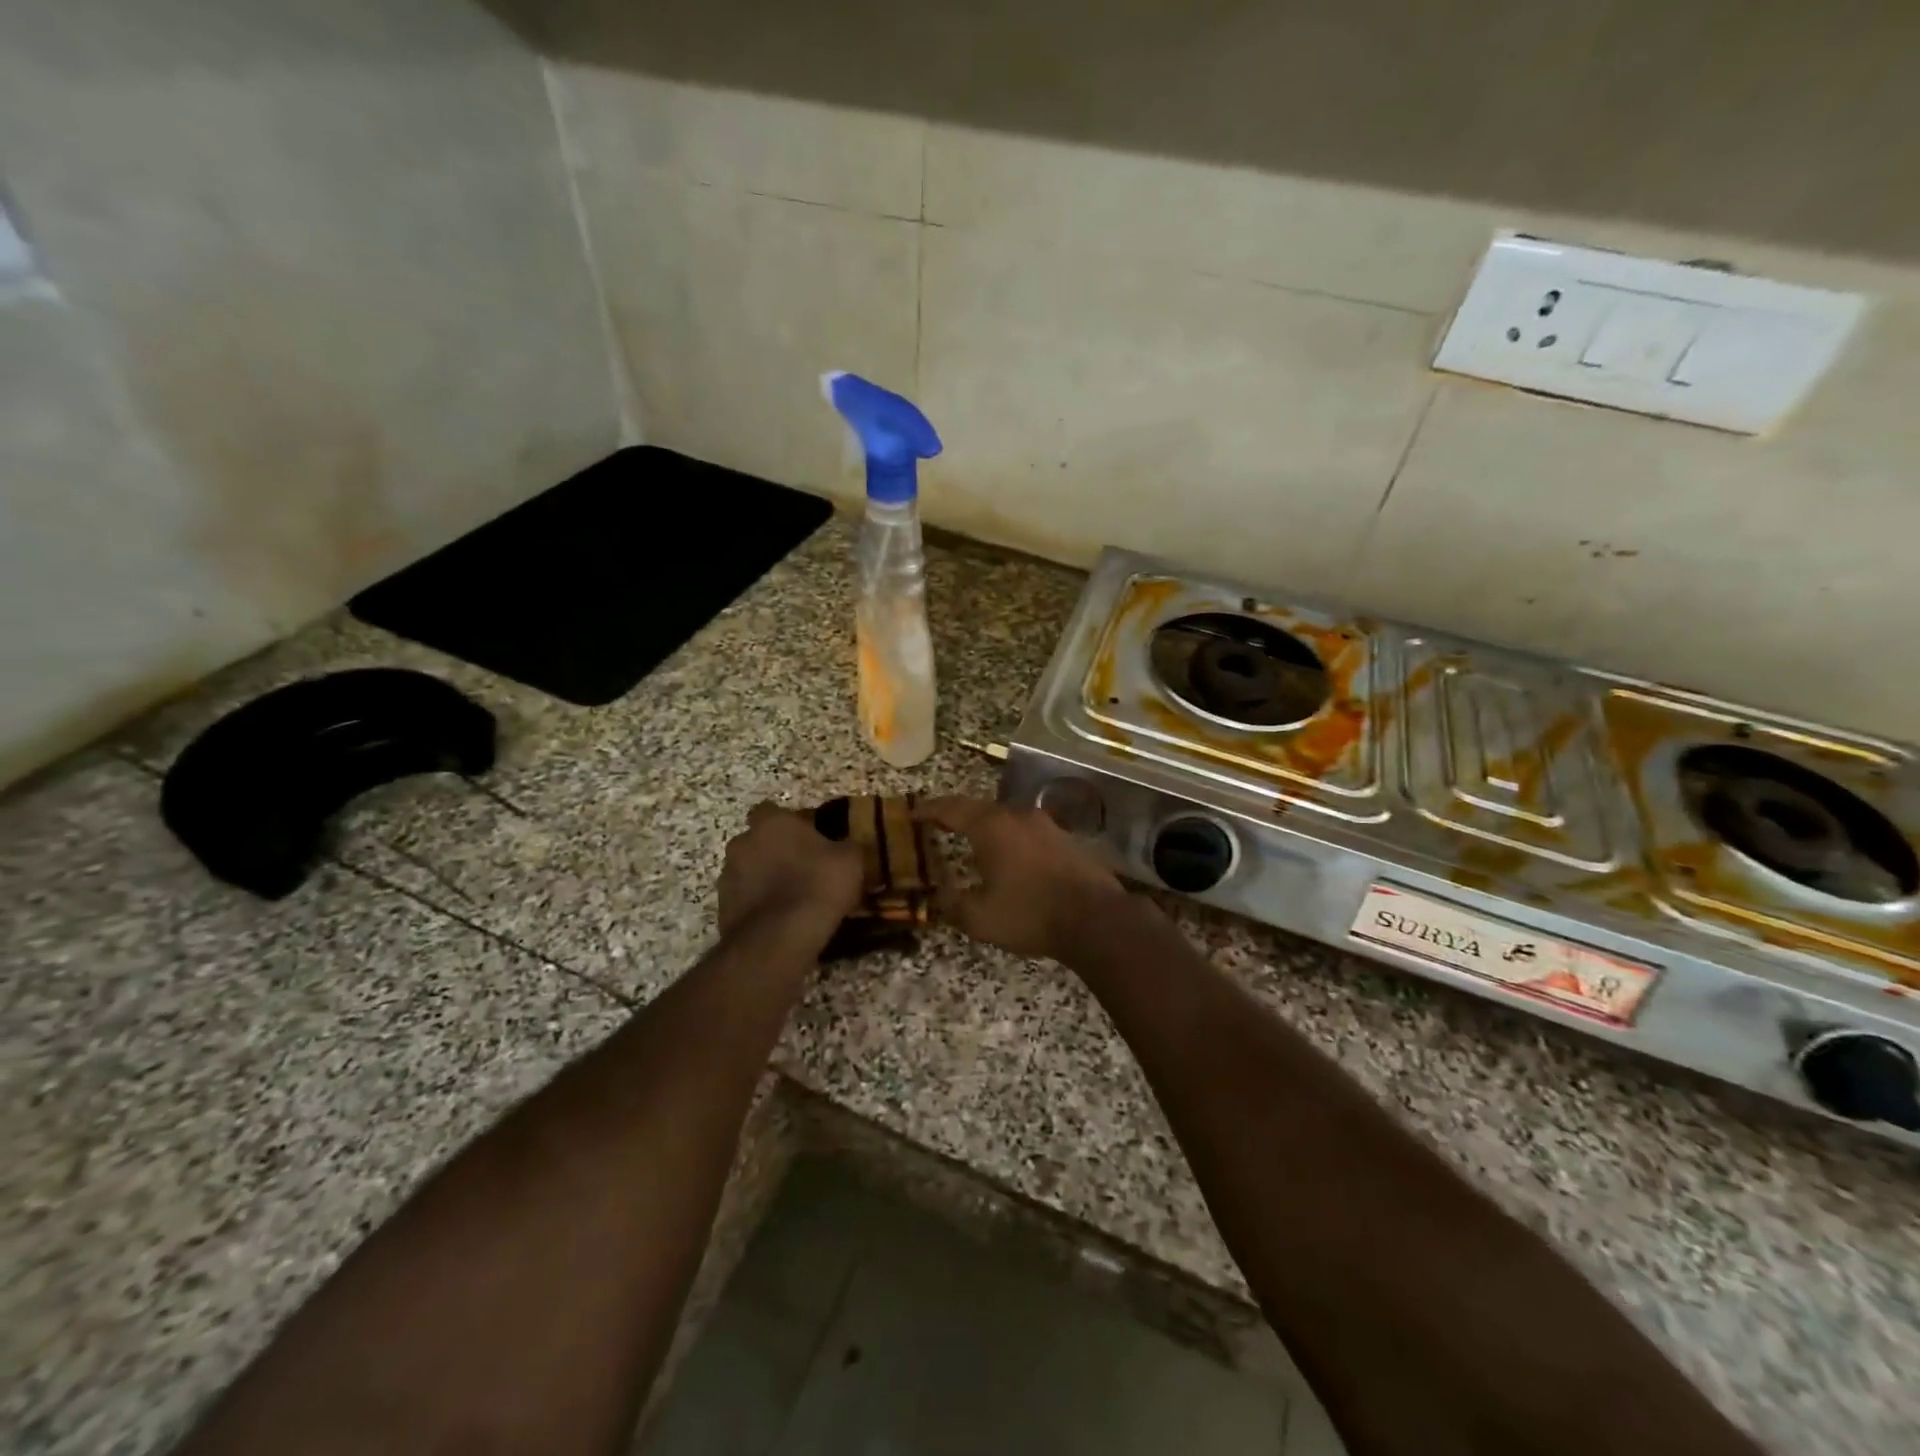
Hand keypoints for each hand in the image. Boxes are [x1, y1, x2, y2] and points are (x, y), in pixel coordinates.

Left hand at [718, 803, 863, 938]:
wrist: (779, 938)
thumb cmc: (817, 885)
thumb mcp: (850, 860)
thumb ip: (845, 846)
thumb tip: (845, 847)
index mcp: (771, 823)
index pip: (770, 810)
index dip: (788, 823)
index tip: (807, 837)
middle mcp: (742, 843)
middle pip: (756, 841)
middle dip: (773, 851)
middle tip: (800, 868)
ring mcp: (727, 877)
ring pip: (747, 871)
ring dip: (763, 880)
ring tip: (790, 899)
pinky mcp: (722, 910)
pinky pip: (744, 901)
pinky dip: (758, 907)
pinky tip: (779, 921)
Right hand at [915, 796, 1128, 962]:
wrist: (1096, 919)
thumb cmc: (1030, 914)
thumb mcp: (979, 918)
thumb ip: (951, 904)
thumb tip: (938, 896)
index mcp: (991, 825)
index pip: (950, 808)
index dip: (928, 811)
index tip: (911, 814)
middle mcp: (1017, 815)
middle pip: (979, 809)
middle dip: (957, 818)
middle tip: (938, 829)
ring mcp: (1046, 824)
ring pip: (1006, 819)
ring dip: (986, 829)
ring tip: (972, 845)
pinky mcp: (1065, 838)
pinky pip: (1027, 832)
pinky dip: (1010, 840)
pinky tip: (1009, 859)